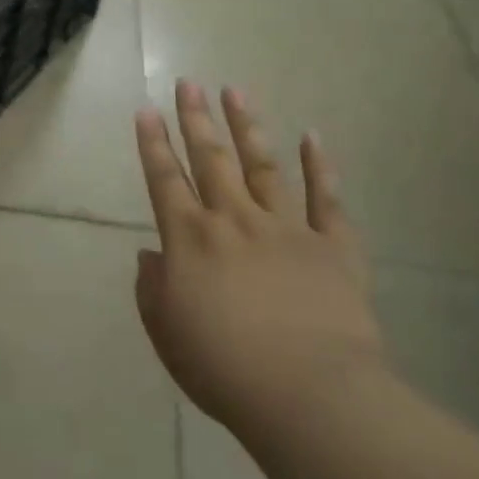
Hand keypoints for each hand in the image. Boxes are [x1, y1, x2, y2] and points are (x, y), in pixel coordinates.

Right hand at [133, 81, 387, 454]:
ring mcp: (285, 228)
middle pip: (210, 159)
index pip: (164, 180)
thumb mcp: (168, 334)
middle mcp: (233, 221)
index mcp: (190, 240)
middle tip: (188, 82)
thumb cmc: (225, 370)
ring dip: (246, 126)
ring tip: (235, 91)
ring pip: (262, 165)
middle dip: (195, 118)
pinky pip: (326, 199)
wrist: (311, 396)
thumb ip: (153, 290)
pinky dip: (320, 166)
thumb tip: (151, 256)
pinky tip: (312, 136)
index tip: (146, 109)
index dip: (152, 143)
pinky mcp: (332, 246)